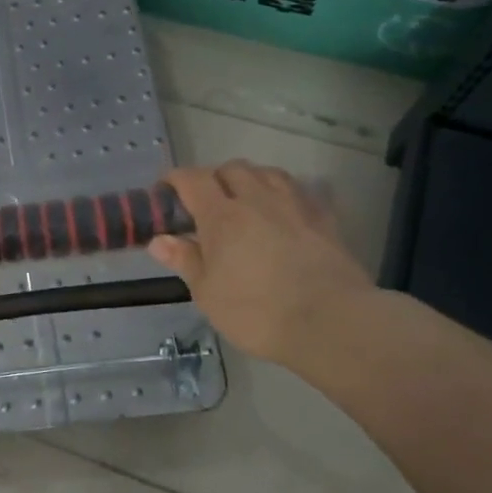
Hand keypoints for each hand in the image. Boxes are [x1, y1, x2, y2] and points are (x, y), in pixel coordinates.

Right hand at [148, 162, 375, 366]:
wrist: (332, 323)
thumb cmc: (257, 312)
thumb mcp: (208, 294)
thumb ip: (185, 260)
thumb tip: (159, 240)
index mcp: (222, 216)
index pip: (192, 179)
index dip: (175, 180)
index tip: (165, 192)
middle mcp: (257, 200)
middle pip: (232, 168)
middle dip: (214, 178)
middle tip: (206, 202)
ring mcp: (294, 206)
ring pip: (268, 172)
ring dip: (250, 179)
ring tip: (245, 200)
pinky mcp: (325, 218)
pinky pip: (300, 190)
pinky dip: (284, 193)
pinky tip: (283, 211)